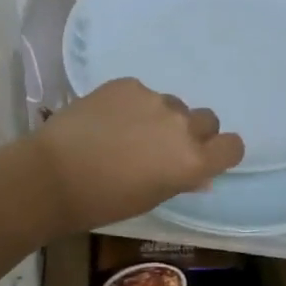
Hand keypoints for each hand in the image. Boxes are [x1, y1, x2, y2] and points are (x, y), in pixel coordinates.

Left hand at [30, 79, 244, 235]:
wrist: (52, 174)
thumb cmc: (103, 201)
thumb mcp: (150, 199)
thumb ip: (181, 179)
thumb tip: (199, 174)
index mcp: (192, 160)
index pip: (232, 145)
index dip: (221, 151)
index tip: (205, 157)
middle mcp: (181, 125)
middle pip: (206, 120)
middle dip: (191, 132)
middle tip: (162, 147)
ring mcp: (153, 99)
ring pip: (171, 105)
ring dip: (159, 117)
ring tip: (126, 134)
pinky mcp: (127, 84)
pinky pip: (141, 93)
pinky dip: (131, 105)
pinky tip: (106, 121)